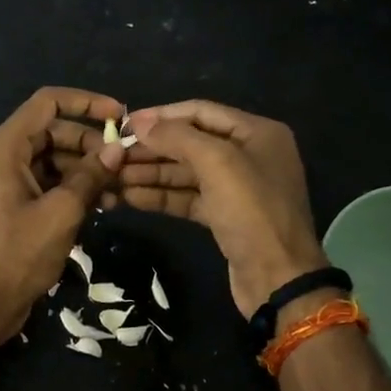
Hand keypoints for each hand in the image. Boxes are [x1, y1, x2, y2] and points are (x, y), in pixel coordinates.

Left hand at [0, 87, 126, 347]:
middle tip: (124, 163)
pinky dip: (73, 188)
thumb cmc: (18, 254)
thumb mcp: (61, 212)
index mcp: (5, 147)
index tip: (120, 116)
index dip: (86, 102)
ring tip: (120, 187)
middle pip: (53, 131)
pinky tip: (104, 204)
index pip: (48, 102)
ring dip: (86, 169)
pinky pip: (48, 182)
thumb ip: (90, 176)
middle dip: (91, 143)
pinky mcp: (15, 205)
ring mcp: (8, 182)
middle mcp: (3, 156)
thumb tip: (117, 148)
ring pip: (53, 158)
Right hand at [119, 100, 328, 316]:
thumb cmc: (252, 211)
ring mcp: (236, 188)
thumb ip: (176, 137)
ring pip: (185, 173)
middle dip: (152, 149)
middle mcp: (248, 155)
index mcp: (257, 132)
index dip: (162, 116)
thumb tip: (139, 121)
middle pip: (190, 143)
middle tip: (112, 156)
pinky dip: (161, 197)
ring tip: (113, 177)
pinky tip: (129, 198)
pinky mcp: (224, 217)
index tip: (125, 124)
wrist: (278, 278)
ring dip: (150, 174)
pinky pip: (187, 198)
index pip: (200, 112)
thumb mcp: (217, 163)